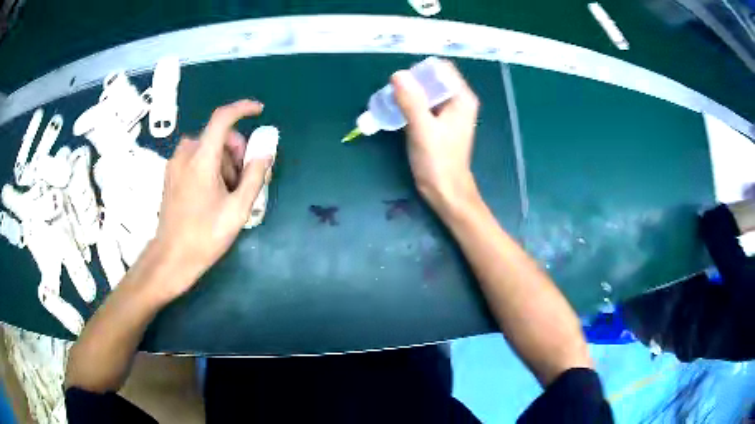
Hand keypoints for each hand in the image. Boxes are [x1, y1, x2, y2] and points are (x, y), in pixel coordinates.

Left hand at [153, 100, 273, 298]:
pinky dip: (209, 165)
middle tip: (243, 180)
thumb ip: (254, 176)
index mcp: (201, 160)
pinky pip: (195, 157)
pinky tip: (212, 192)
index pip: (223, 118)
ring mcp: (175, 164)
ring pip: (207, 147)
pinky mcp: (171, 174)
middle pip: (218, 136)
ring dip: (223, 160)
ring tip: (227, 192)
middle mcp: (185, 155)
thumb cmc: (205, 236)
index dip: (243, 109)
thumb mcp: (238, 209)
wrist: (172, 257)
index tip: (260, 111)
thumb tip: (265, 152)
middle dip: (236, 151)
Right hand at [392, 60, 479, 210]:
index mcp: (461, 98)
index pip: (442, 69)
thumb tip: (397, 74)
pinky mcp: (439, 123)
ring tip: (391, 101)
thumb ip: (411, 101)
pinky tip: (396, 111)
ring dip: (408, 94)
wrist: (445, 191)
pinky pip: (423, 105)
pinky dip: (410, 105)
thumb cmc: (438, 161)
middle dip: (412, 82)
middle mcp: (458, 101)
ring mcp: (448, 112)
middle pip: (433, 79)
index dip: (421, 70)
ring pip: (426, 92)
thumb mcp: (423, 129)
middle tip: (392, 93)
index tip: (401, 81)